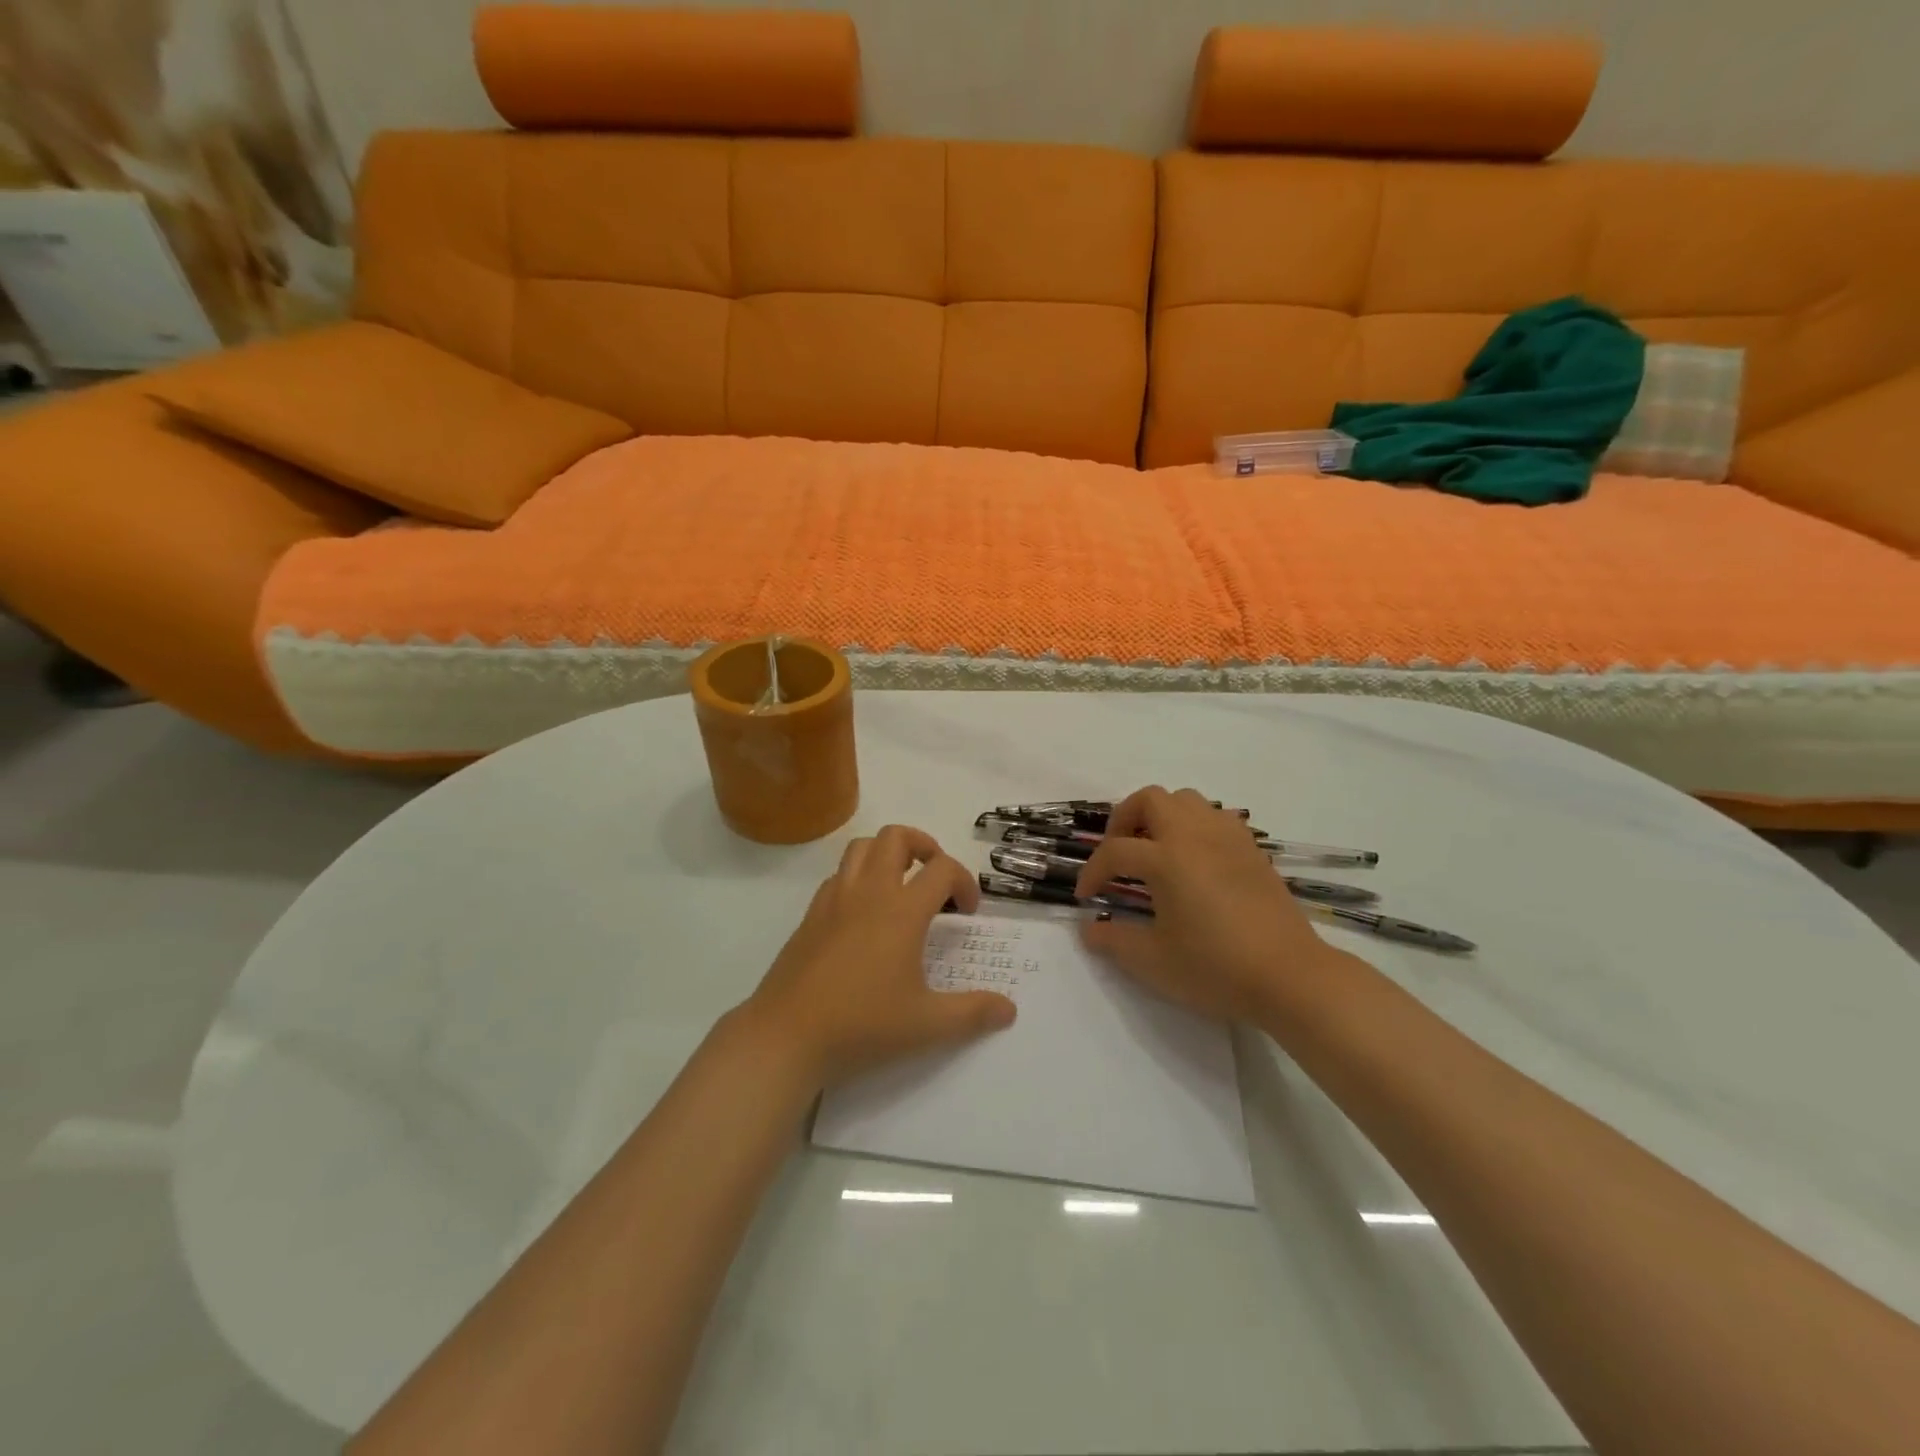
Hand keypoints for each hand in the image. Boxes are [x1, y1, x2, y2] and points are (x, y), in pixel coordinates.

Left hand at [738, 825, 1016, 1088]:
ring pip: (862, 848)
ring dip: (887, 854)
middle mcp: (868, 892)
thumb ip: (973, 1014)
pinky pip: (839, 875)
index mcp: (901, 910)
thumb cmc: (862, 1025)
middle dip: (924, 846)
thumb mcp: (927, 1026)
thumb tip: (1009, 1009)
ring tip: (901, 886)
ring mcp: (834, 899)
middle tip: (935, 879)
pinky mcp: (810, 915)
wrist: (786, 1036)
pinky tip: (864, 915)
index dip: (965, 882)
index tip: (968, 912)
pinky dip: (859, 877)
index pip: (943, 869)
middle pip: (896, 837)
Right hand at [1074, 786, 1354, 1024]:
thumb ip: (1114, 940)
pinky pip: (1216, 816)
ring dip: (1161, 816)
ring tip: (1154, 850)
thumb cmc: (1216, 968)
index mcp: (1166, 859)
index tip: (1087, 897)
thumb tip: (1089, 929)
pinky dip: (1194, 825)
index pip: (1115, 851)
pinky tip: (1194, 859)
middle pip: (1150, 799)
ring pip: (1185, 800)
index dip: (1092, 872)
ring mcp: (1227, 838)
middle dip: (1124, 820)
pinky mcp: (1252, 850)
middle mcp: (1194, 835)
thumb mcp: (1154, 961)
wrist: (1290, 977)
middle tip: (1118, 854)